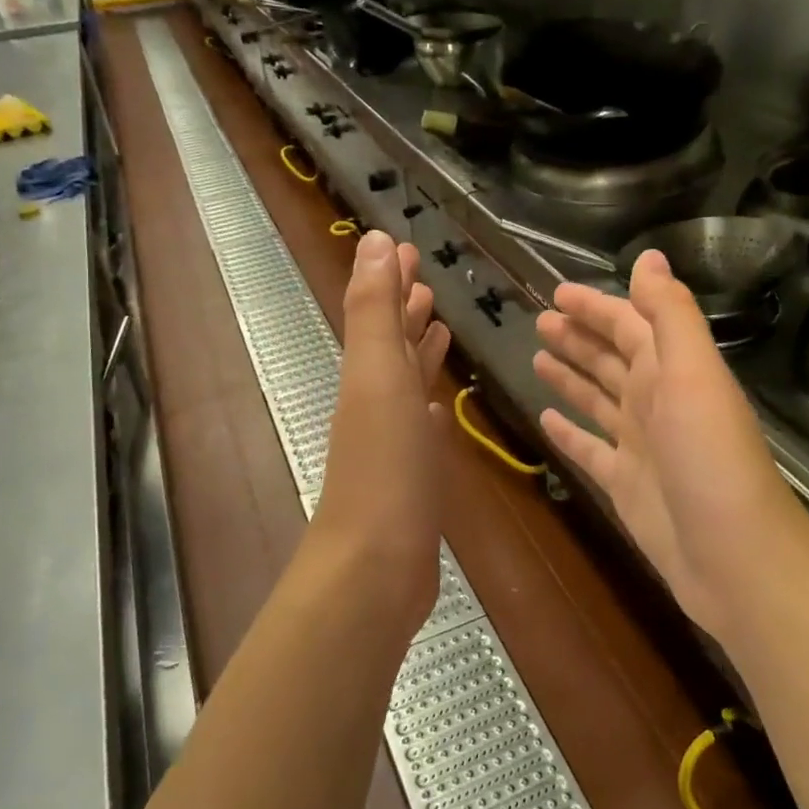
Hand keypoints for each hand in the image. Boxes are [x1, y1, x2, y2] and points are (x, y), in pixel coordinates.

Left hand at [309, 232, 451, 627]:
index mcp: (368, 377)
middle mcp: (376, 404)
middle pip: (392, 347)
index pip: (379, 315)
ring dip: (421, 355)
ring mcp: (393, 445)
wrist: (375, 567)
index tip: (408, 248)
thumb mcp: (378, 377)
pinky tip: (440, 410)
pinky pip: (421, 431)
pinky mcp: (412, 480)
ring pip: (407, 386)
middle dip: (406, 311)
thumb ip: (376, 311)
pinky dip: (429, 411)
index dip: (392, 281)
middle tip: (426, 281)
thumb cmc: (385, 468)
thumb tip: (373, 241)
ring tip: (441, 328)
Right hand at [534, 250, 797, 640]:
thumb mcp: (694, 373)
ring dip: (571, 376)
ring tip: (536, 356)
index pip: (630, 325)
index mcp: (673, 371)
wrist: (732, 556)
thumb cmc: (710, 457)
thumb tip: (650, 256)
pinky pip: (589, 450)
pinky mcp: (624, 484)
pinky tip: (545, 419)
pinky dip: (569, 432)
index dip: (597, 306)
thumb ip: (670, 314)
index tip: (557, 292)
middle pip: (611, 359)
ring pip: (597, 399)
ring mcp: (639, 446)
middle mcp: (656, 402)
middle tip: (539, 320)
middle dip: (579, 337)